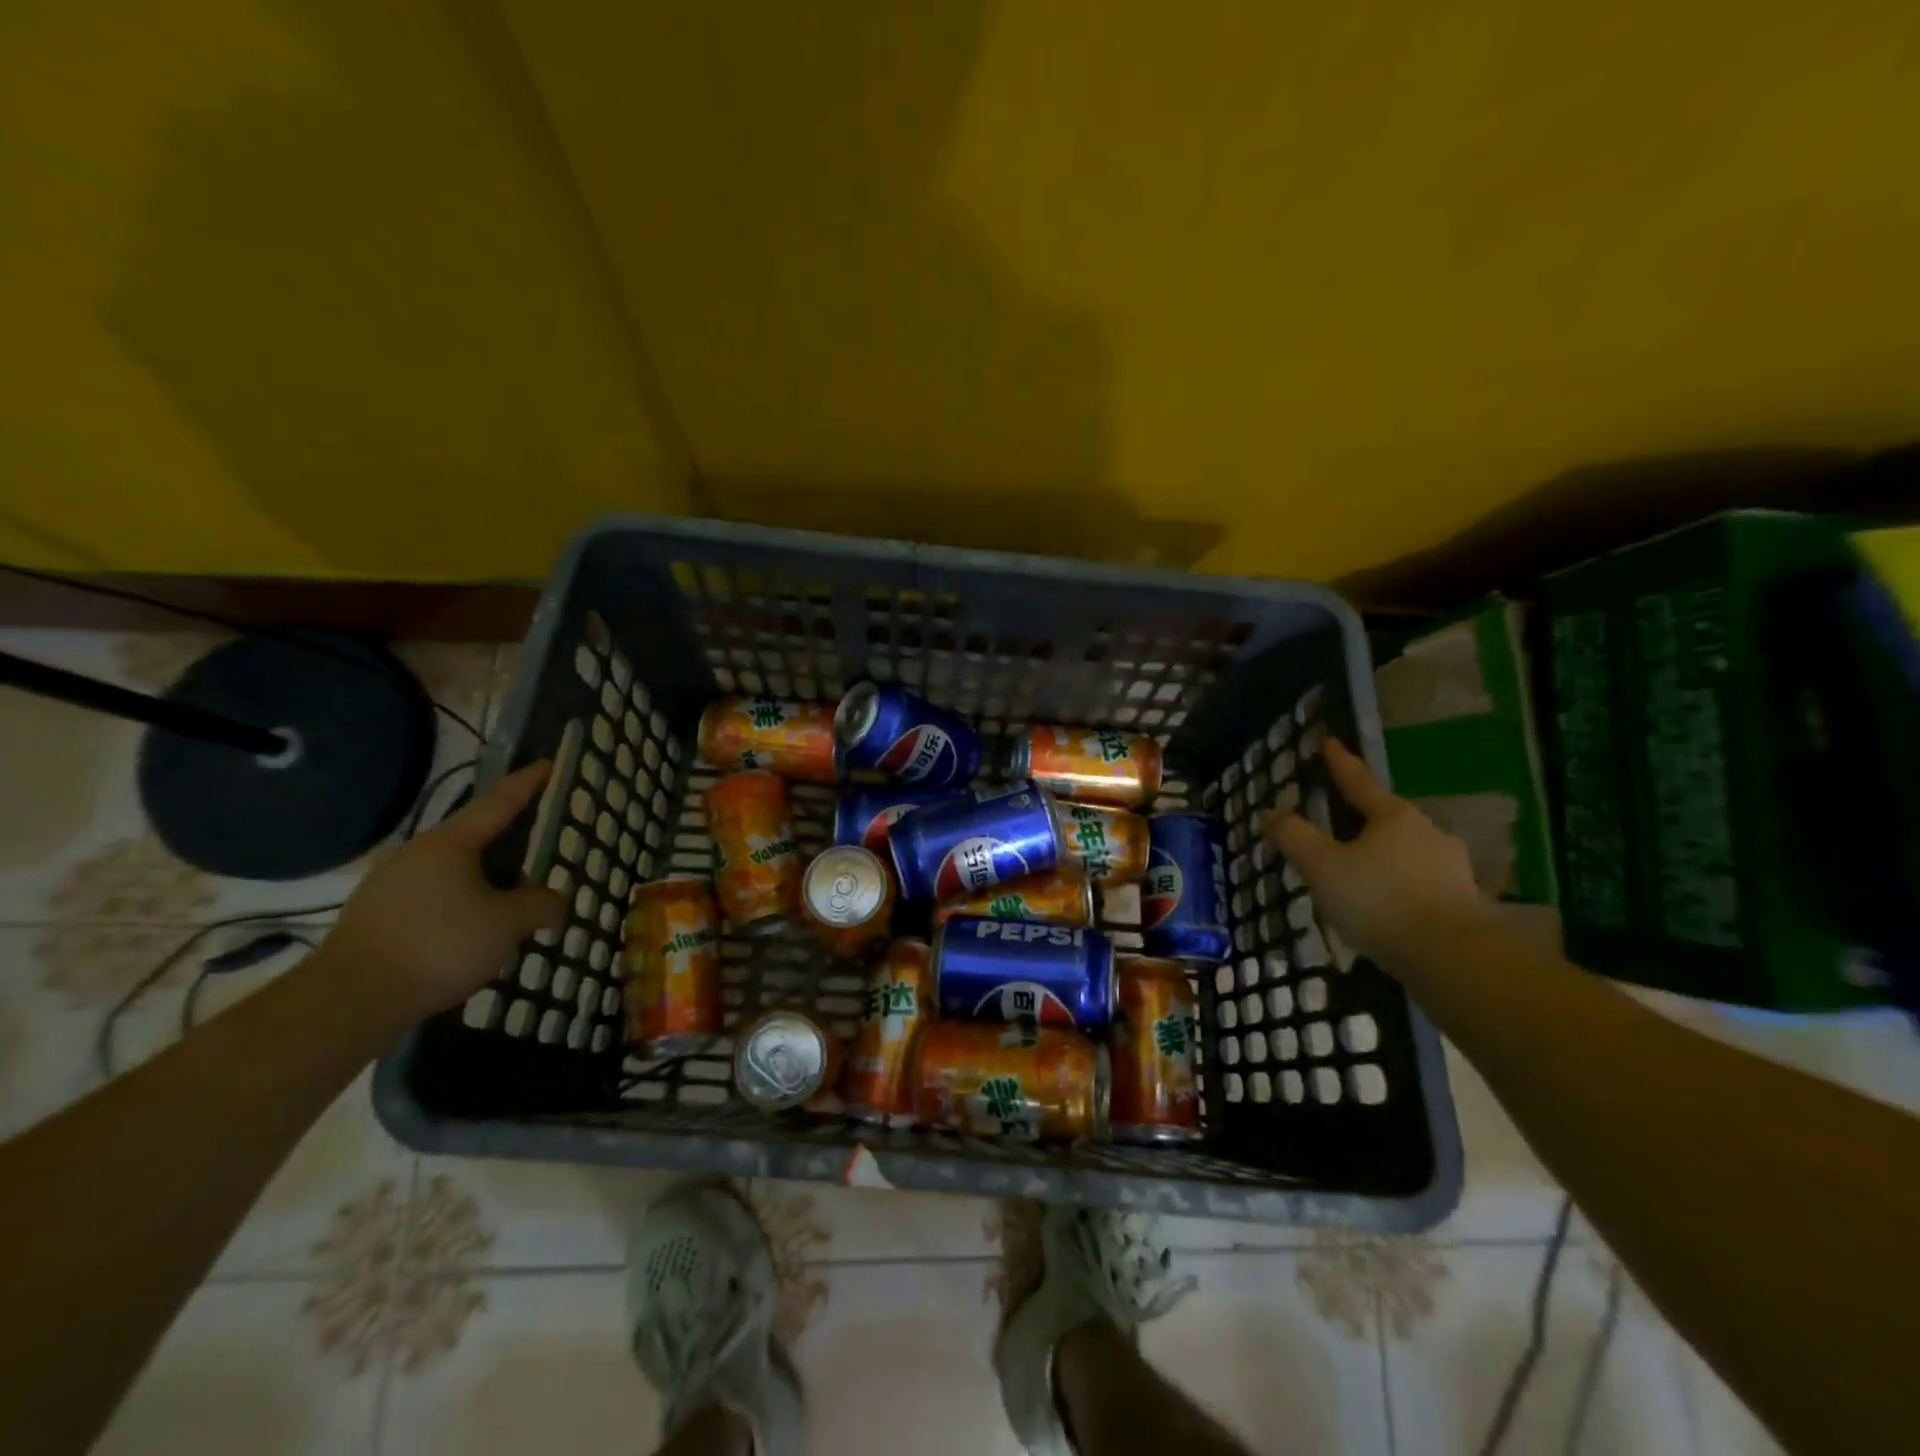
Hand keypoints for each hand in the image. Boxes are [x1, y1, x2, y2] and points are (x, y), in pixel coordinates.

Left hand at [318, 761, 564, 1034]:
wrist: (351, 1000)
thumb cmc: (440, 945)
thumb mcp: (508, 923)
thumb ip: (540, 904)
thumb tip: (555, 901)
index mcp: (450, 843)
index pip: (499, 802)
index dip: (528, 783)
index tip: (548, 764)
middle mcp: (417, 854)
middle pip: (474, 837)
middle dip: (508, 838)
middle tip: (539, 842)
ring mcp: (390, 886)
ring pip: (452, 871)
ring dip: (484, 878)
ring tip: (512, 897)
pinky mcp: (376, 918)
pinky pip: (433, 898)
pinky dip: (461, 904)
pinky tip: (474, 930)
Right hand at [1261, 739, 1492, 965]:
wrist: (1452, 958)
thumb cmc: (1379, 900)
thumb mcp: (1322, 867)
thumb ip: (1294, 837)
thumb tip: (1270, 813)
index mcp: (1393, 817)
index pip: (1358, 782)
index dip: (1339, 763)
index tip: (1329, 742)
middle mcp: (1427, 833)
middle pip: (1386, 819)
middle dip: (1361, 820)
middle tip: (1336, 826)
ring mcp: (1451, 868)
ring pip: (1405, 853)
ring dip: (1381, 858)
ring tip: (1358, 876)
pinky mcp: (1463, 903)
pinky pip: (1419, 884)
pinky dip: (1398, 888)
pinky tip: (1385, 908)